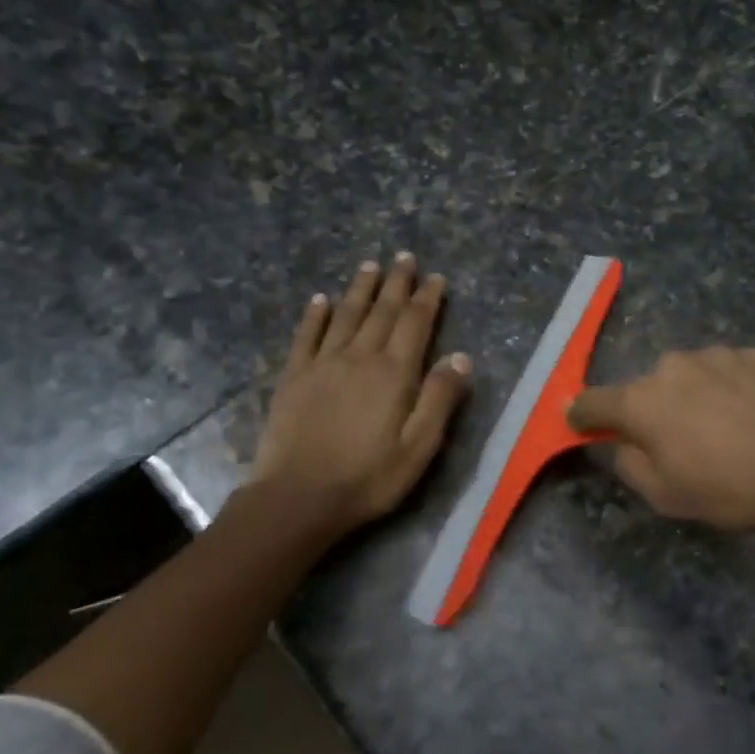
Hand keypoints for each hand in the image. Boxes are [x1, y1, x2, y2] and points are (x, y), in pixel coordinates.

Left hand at [247, 254, 471, 541]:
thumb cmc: (368, 477)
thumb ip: (440, 399)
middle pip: (382, 312)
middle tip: (404, 257)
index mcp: (394, 373)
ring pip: (345, 315)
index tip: (435, 277)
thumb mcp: (419, 447)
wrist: (298, 497)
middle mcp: (359, 358)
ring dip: (360, 289)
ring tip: (370, 265)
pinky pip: (306, 336)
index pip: (415, 324)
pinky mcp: (293, 378)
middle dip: (396, 283)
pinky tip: (320, 299)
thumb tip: (460, 356)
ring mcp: (322, 364)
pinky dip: (315, 315)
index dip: (427, 298)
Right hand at [568, 347, 754, 533]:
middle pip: (647, 389)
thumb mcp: (667, 496)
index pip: (593, 401)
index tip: (579, 421)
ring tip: (727, 431)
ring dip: (695, 398)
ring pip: (690, 377)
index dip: (582, 414)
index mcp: (642, 401)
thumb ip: (630, 465)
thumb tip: (621, 444)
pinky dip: (731, 390)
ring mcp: (717, 355)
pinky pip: (728, 372)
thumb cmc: (732, 488)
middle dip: (652, 412)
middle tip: (679, 444)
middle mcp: (672, 367)